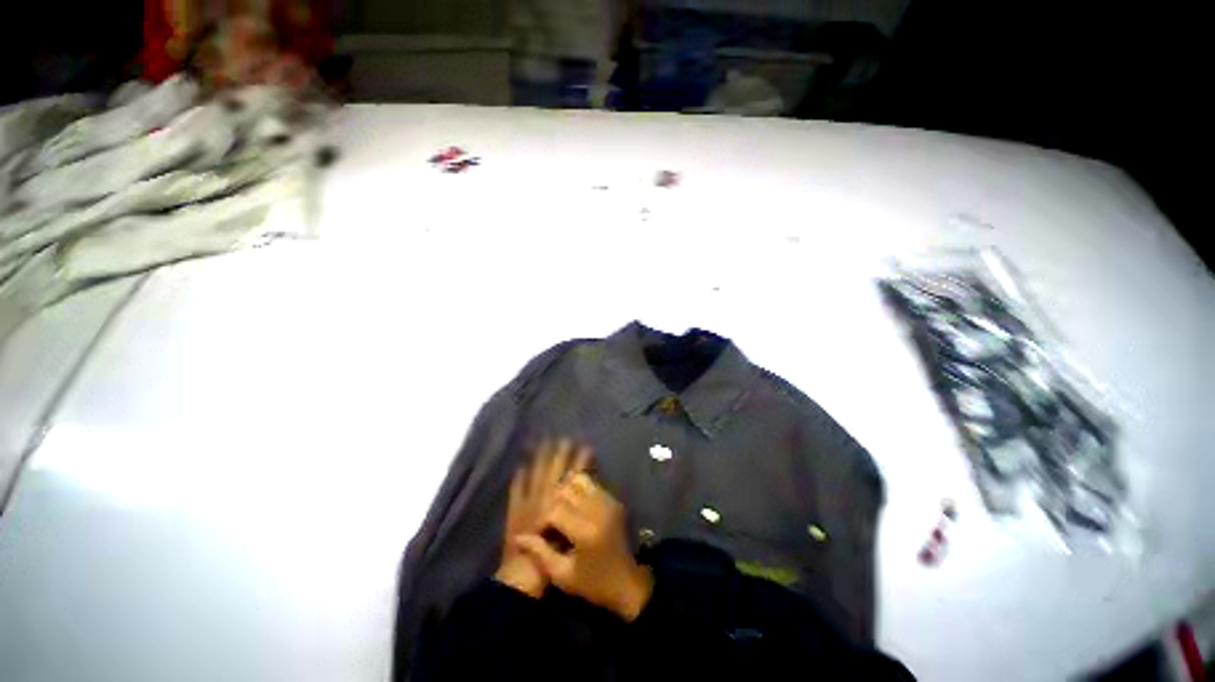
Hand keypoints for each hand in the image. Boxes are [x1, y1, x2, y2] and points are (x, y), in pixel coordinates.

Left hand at [496, 440, 590, 597]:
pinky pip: (516, 489)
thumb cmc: (553, 557)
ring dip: (540, 458)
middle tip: (565, 438)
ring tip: (544, 442)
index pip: (573, 476)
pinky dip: (519, 477)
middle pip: (554, 470)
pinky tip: (521, 466)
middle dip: (561, 453)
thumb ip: (576, 511)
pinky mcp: (514, 510)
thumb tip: (583, 492)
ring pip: (535, 473)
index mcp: (560, 503)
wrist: (522, 575)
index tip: (586, 447)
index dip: (580, 461)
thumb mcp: (571, 534)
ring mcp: (527, 501)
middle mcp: (544, 497)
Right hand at [517, 473, 653, 620]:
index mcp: (585, 533)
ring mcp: (608, 502)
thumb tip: (518, 537)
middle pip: (565, 490)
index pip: (554, 511)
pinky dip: (578, 488)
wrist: (628, 582)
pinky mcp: (613, 499)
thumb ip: (540, 553)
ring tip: (560, 508)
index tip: (538, 533)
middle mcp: (598, 511)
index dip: (541, 521)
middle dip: (551, 503)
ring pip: (578, 480)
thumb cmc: (593, 584)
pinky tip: (573, 503)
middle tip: (549, 520)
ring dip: (565, 491)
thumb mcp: (563, 575)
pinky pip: (591, 483)